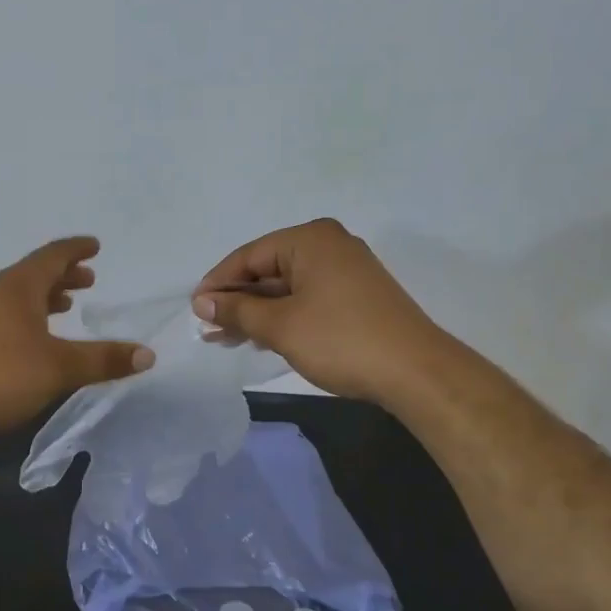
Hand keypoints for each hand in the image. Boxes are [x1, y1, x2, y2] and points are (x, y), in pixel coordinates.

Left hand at [0, 237, 154, 440]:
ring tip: (67, 306)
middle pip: (34, 274)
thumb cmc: (0, 374)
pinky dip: (30, 318)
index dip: (76, 249)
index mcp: (19, 287)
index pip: (52, 256)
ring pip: (20, 297)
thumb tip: (148, 354)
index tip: (95, 245)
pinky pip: (8, 317)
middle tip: (88, 279)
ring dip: (46, 297)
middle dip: (63, 274)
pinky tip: (36, 341)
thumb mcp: (60, 367)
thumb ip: (103, 359)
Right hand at [191, 218, 436, 401]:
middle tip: (208, 329)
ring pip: (286, 288)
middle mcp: (329, 246)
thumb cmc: (340, 340)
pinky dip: (282, 317)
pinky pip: (306, 299)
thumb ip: (238, 311)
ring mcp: (346, 271)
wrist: (415, 372)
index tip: (195, 310)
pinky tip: (260, 338)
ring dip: (256, 313)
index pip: (249, 255)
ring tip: (225, 338)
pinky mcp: (356, 297)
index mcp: (310, 239)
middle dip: (236, 301)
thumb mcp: (280, 326)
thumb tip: (203, 303)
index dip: (218, 283)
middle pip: (268, 270)